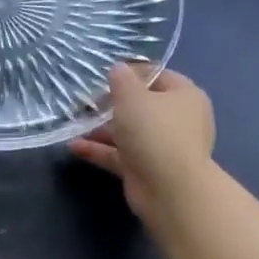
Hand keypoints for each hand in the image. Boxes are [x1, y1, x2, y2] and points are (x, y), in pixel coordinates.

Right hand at [69, 64, 215, 217]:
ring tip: (74, 123)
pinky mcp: (147, 169)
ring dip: (101, 129)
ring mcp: (163, 147)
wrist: (170, 189)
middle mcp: (178, 120)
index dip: (132, 72)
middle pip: (142, 106)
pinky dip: (99, 150)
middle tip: (86, 101)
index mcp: (184, 96)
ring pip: (129, 132)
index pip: (158, 76)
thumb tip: (118, 69)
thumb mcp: (132, 97)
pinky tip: (74, 146)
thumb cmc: (154, 131)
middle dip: (112, 103)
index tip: (104, 75)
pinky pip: (120, 155)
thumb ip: (122, 79)